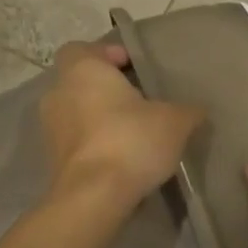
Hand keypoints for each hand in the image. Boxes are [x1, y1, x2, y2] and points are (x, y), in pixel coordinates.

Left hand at [40, 41, 203, 208]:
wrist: (93, 198)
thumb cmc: (130, 141)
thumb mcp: (175, 121)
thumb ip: (187, 110)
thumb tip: (197, 111)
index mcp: (82, 70)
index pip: (83, 48)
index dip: (107, 54)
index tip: (133, 68)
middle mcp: (58, 94)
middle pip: (80, 82)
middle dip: (106, 90)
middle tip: (139, 102)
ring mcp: (50, 130)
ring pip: (76, 113)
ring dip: (99, 119)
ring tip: (133, 133)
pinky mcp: (52, 162)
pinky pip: (76, 143)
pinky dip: (94, 145)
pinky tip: (121, 159)